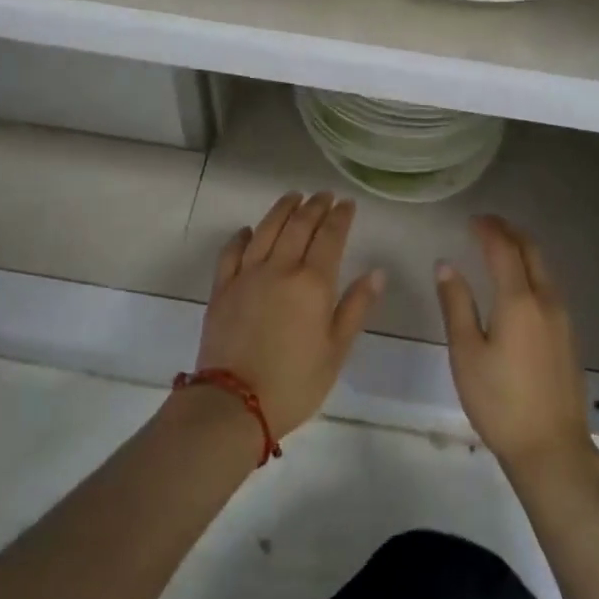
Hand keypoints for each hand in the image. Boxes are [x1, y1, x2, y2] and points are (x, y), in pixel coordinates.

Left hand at [196, 191, 384, 439]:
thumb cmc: (295, 382)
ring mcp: (246, 275)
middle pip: (298, 226)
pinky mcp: (222, 288)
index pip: (330, 237)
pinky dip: (242, 236)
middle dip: (314, 206)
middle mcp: (280, 269)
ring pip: (266, 230)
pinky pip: (231, 252)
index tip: (347, 203)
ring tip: (293, 197)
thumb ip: (356, 307)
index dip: (340, 217)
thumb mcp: (337, 350)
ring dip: (281, 210)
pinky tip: (249, 231)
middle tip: (324, 195)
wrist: (234, 403)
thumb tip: (376, 272)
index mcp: (313, 283)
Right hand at [436, 216, 595, 479]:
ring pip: (544, 269)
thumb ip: (456, 305)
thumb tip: (446, 266)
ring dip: (523, 251)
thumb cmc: (499, 401)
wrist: (552, 448)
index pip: (503, 250)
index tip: (472, 220)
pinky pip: (549, 288)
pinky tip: (518, 283)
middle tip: (487, 224)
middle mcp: (546, 301)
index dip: (488, 230)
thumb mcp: (466, 353)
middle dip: (510, 232)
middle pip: (532, 252)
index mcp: (519, 301)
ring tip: (500, 247)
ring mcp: (563, 319)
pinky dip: (532, 271)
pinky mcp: (568, 337)